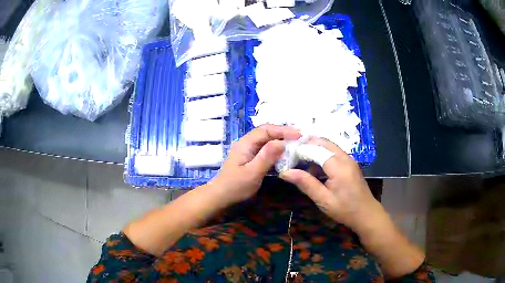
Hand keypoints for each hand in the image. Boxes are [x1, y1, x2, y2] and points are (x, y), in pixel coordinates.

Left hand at [208, 124, 300, 205]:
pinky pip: (266, 150)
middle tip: (301, 138)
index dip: (283, 130)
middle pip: (267, 133)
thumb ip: (266, 156)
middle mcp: (247, 143)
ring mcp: (248, 151)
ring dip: (281, 141)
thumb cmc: (235, 187)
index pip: (266, 130)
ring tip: (297, 144)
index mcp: (246, 143)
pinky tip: (285, 155)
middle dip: (284, 133)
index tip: (300, 135)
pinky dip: (277, 150)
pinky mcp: (251, 159)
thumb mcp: (252, 173)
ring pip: (267, 141)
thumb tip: (283, 142)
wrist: (220, 198)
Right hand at [279, 137, 383, 230]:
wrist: (366, 214)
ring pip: (328, 147)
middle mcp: (345, 157)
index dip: (300, 149)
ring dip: (314, 150)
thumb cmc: (345, 209)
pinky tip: (314, 169)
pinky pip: (333, 153)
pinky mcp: (349, 164)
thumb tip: (285, 172)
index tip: (285, 154)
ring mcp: (349, 160)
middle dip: (306, 145)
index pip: (316, 148)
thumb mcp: (323, 199)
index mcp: (338, 166)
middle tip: (290, 155)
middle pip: (323, 143)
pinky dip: (321, 156)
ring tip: (299, 161)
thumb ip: (305, 183)